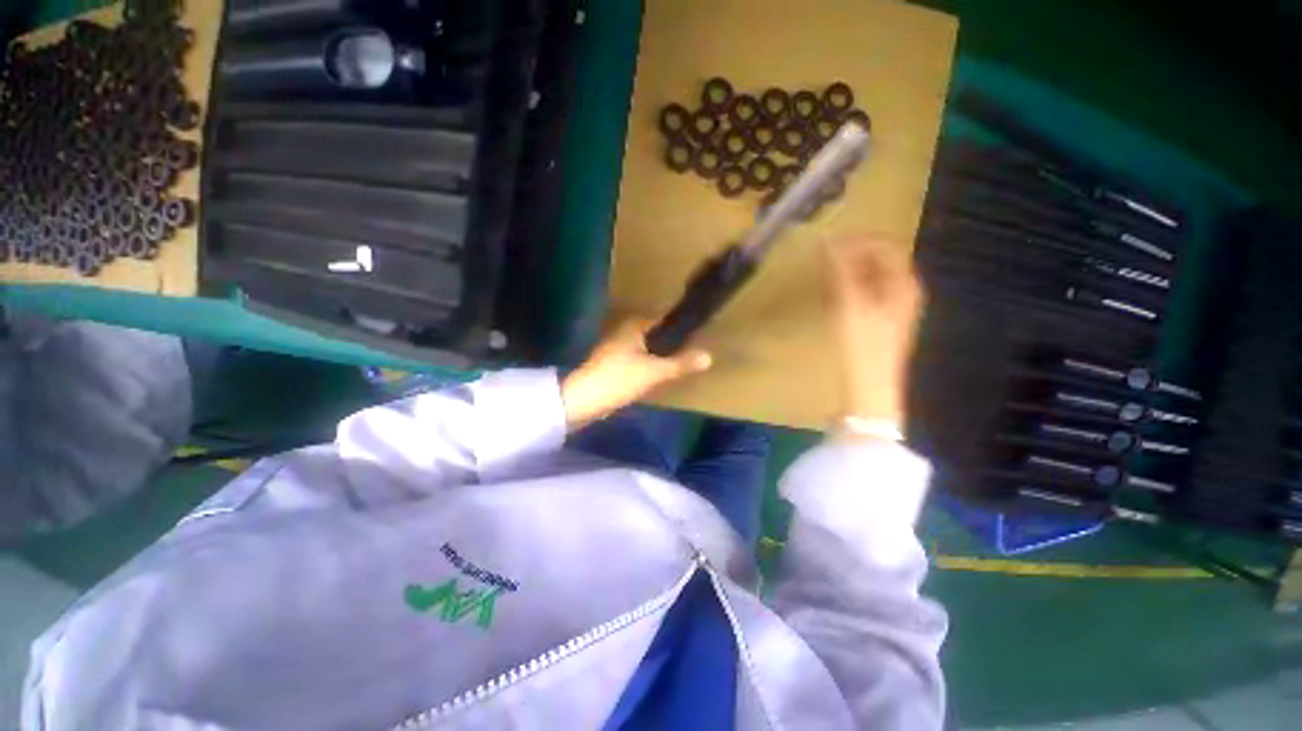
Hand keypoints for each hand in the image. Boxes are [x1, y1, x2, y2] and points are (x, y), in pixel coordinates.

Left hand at [561, 318, 712, 430]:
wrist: (584, 400)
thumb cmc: (619, 378)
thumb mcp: (655, 372)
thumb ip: (681, 364)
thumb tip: (709, 356)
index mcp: (633, 326)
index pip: (663, 321)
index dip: (679, 329)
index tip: (695, 338)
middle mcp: (623, 332)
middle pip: (654, 336)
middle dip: (670, 344)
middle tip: (689, 354)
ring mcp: (615, 348)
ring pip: (645, 349)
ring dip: (658, 356)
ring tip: (677, 365)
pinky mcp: (611, 364)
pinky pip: (636, 360)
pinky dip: (647, 365)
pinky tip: (656, 376)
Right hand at [824, 234, 925, 427]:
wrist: (869, 386)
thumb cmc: (863, 343)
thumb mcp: (850, 303)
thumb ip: (840, 271)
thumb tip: (828, 241)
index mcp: (904, 283)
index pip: (885, 246)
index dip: (859, 239)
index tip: (830, 239)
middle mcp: (905, 291)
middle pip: (881, 261)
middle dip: (854, 253)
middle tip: (825, 254)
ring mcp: (895, 307)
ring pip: (874, 277)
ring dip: (851, 269)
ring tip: (826, 269)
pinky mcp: (882, 321)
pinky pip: (869, 292)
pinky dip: (852, 285)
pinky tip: (835, 291)